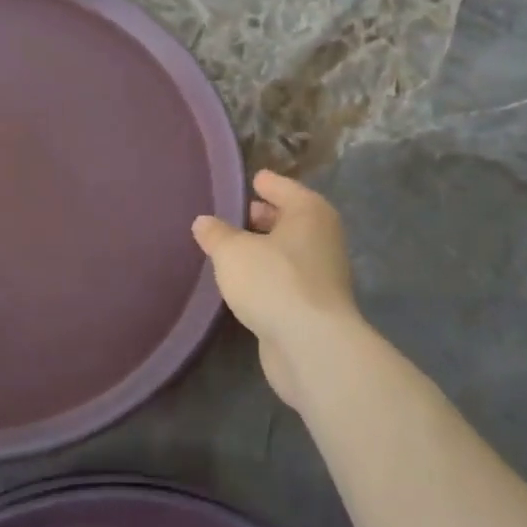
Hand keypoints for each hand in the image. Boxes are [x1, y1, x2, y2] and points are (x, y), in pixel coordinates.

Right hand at [192, 171, 375, 410]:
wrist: (311, 346)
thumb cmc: (273, 281)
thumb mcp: (232, 251)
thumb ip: (216, 234)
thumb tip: (204, 222)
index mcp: (309, 212)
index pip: (281, 186)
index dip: (262, 183)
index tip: (246, 181)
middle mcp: (322, 238)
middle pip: (288, 219)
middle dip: (262, 217)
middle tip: (230, 216)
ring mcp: (322, 275)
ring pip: (287, 252)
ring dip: (263, 250)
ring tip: (229, 250)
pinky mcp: (314, 307)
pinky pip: (285, 280)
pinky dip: (268, 277)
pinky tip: (244, 283)